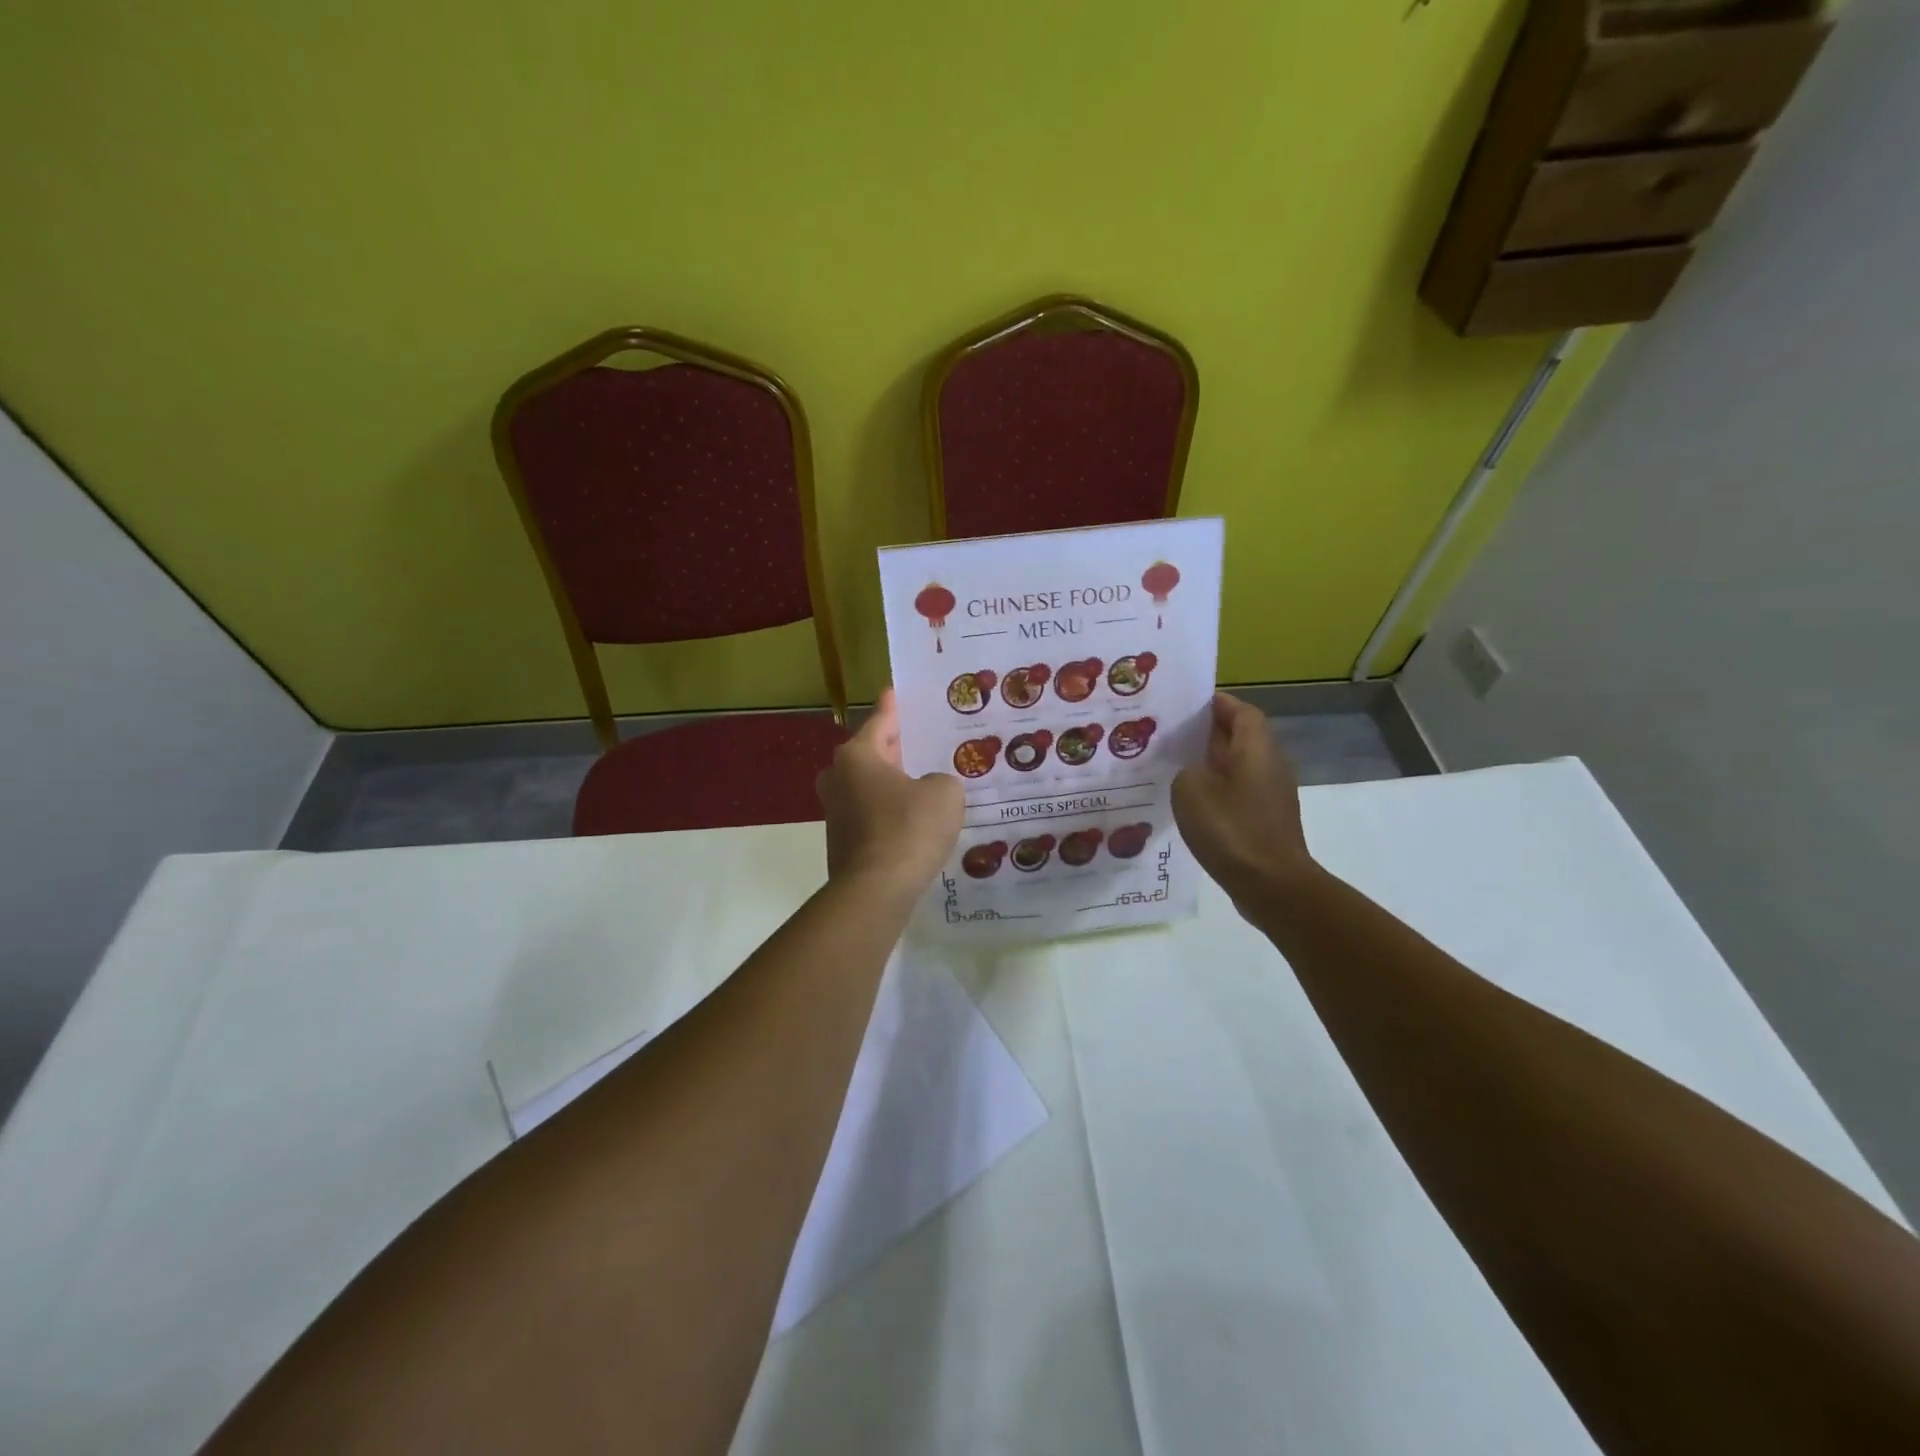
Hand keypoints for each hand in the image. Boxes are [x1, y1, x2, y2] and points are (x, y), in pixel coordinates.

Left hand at [817, 688, 964, 896]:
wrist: (876, 891)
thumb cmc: (909, 829)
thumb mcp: (944, 793)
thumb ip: (941, 781)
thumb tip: (929, 789)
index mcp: (857, 756)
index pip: (880, 722)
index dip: (892, 707)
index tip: (894, 691)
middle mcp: (839, 779)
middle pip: (871, 754)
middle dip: (894, 747)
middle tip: (920, 739)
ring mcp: (836, 813)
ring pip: (869, 787)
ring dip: (892, 783)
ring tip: (924, 781)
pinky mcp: (843, 843)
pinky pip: (871, 815)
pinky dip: (889, 812)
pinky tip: (915, 820)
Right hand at [1172, 693, 1316, 910]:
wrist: (1272, 885)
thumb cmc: (1231, 829)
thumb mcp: (1190, 789)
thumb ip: (1184, 769)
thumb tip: (1191, 770)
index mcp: (1255, 748)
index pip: (1240, 710)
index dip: (1215, 704)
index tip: (1183, 705)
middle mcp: (1269, 765)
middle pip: (1239, 737)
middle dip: (1206, 733)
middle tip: (1168, 735)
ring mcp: (1270, 795)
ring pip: (1237, 766)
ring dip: (1209, 764)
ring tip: (1171, 767)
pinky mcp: (1266, 821)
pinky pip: (1237, 793)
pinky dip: (1215, 791)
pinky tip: (1189, 804)